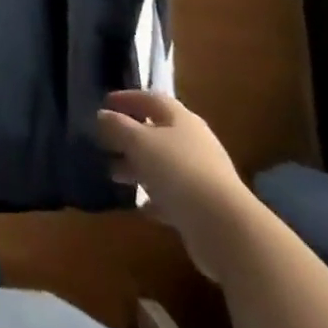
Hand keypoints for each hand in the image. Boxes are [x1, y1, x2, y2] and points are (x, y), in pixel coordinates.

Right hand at [96, 90, 258, 282]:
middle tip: (104, 142)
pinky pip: (173, 195)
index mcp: (181, 119)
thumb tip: (103, 115)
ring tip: (114, 174)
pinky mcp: (204, 206)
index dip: (127, 99)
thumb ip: (118, 126)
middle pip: (157, 132)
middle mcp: (194, 142)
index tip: (104, 104)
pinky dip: (155, 198)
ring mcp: (202, 175)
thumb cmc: (178, 171)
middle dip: (129, 137)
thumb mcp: (139, 142)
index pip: (151, 99)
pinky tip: (141, 207)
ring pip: (163, 164)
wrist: (225, 228)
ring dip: (139, 167)